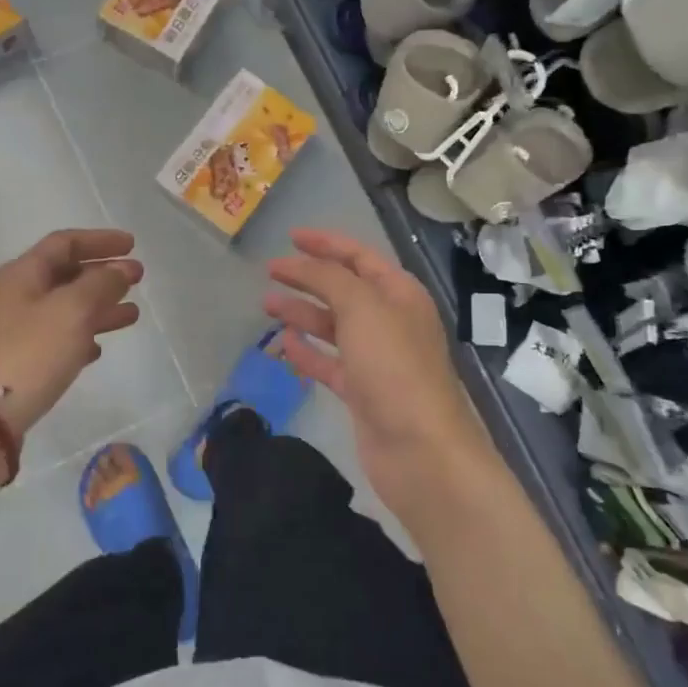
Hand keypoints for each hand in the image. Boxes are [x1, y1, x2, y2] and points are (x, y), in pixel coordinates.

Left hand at [0, 229, 142, 486]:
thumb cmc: (27, 354)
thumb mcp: (71, 311)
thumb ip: (101, 285)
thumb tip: (122, 268)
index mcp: (24, 274)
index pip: (64, 243)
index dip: (99, 240)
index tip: (133, 246)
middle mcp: (17, 297)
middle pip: (65, 275)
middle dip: (103, 274)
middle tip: (138, 280)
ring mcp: (14, 333)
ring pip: (65, 309)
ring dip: (99, 307)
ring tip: (131, 315)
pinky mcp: (17, 365)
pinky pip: (56, 341)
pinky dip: (81, 338)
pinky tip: (98, 350)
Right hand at [264, 228, 494, 533]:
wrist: (420, 449)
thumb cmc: (394, 367)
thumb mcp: (362, 308)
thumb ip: (328, 278)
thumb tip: (301, 263)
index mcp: (399, 294)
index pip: (359, 256)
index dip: (325, 243)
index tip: (290, 237)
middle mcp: (391, 321)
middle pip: (343, 290)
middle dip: (308, 278)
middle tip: (270, 272)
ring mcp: (377, 359)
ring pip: (334, 327)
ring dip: (302, 313)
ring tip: (266, 305)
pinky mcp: (362, 392)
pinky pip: (329, 363)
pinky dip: (308, 352)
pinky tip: (284, 344)